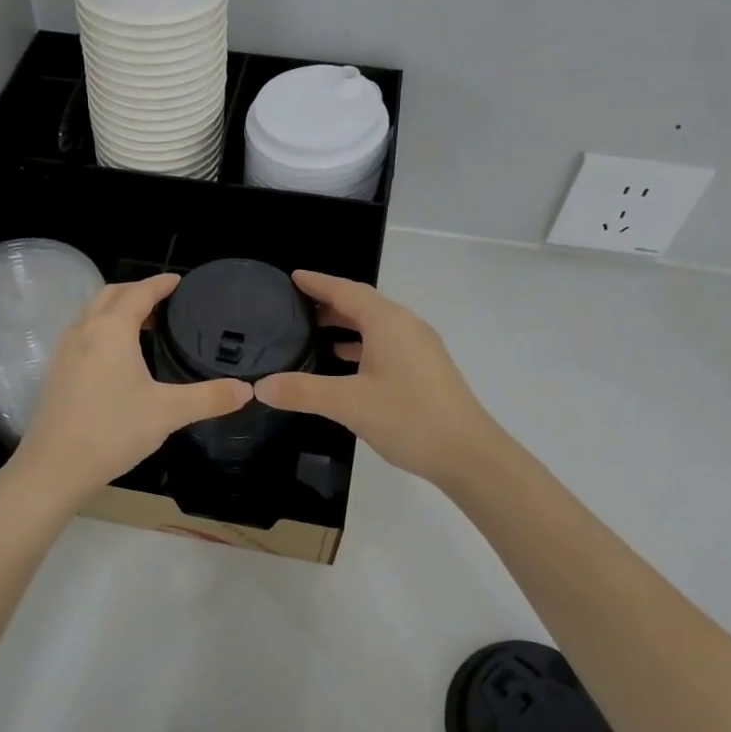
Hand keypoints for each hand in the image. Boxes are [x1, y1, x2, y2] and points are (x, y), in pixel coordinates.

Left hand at [8, 274, 251, 503]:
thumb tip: (247, 390)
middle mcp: (85, 329)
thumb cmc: (113, 430)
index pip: (140, 292)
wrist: (55, 466)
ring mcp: (65, 349)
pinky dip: (104, 327)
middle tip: (165, 301)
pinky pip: (84, 332)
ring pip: (93, 312)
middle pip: (112, 294)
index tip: (180, 281)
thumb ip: (209, 398)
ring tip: (146, 324)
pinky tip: (118, 356)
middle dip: (138, 290)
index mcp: (112, 329)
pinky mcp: (57, 370)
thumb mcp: (168, 413)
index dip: (161, 284)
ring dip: (118, 308)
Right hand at [254, 271, 500, 487]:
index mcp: (388, 322)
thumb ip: (303, 391)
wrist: (469, 454)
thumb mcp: (348, 403)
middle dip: (329, 304)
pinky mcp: (425, 370)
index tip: (293, 277)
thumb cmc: (409, 418)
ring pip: (375, 326)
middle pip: (362, 305)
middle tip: (294, 308)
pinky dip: (361, 347)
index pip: (346, 290)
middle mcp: (406, 326)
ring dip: (345, 326)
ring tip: (312, 334)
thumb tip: (261, 386)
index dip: (318, 283)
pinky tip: (344, 365)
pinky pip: (385, 345)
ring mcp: (420, 348)